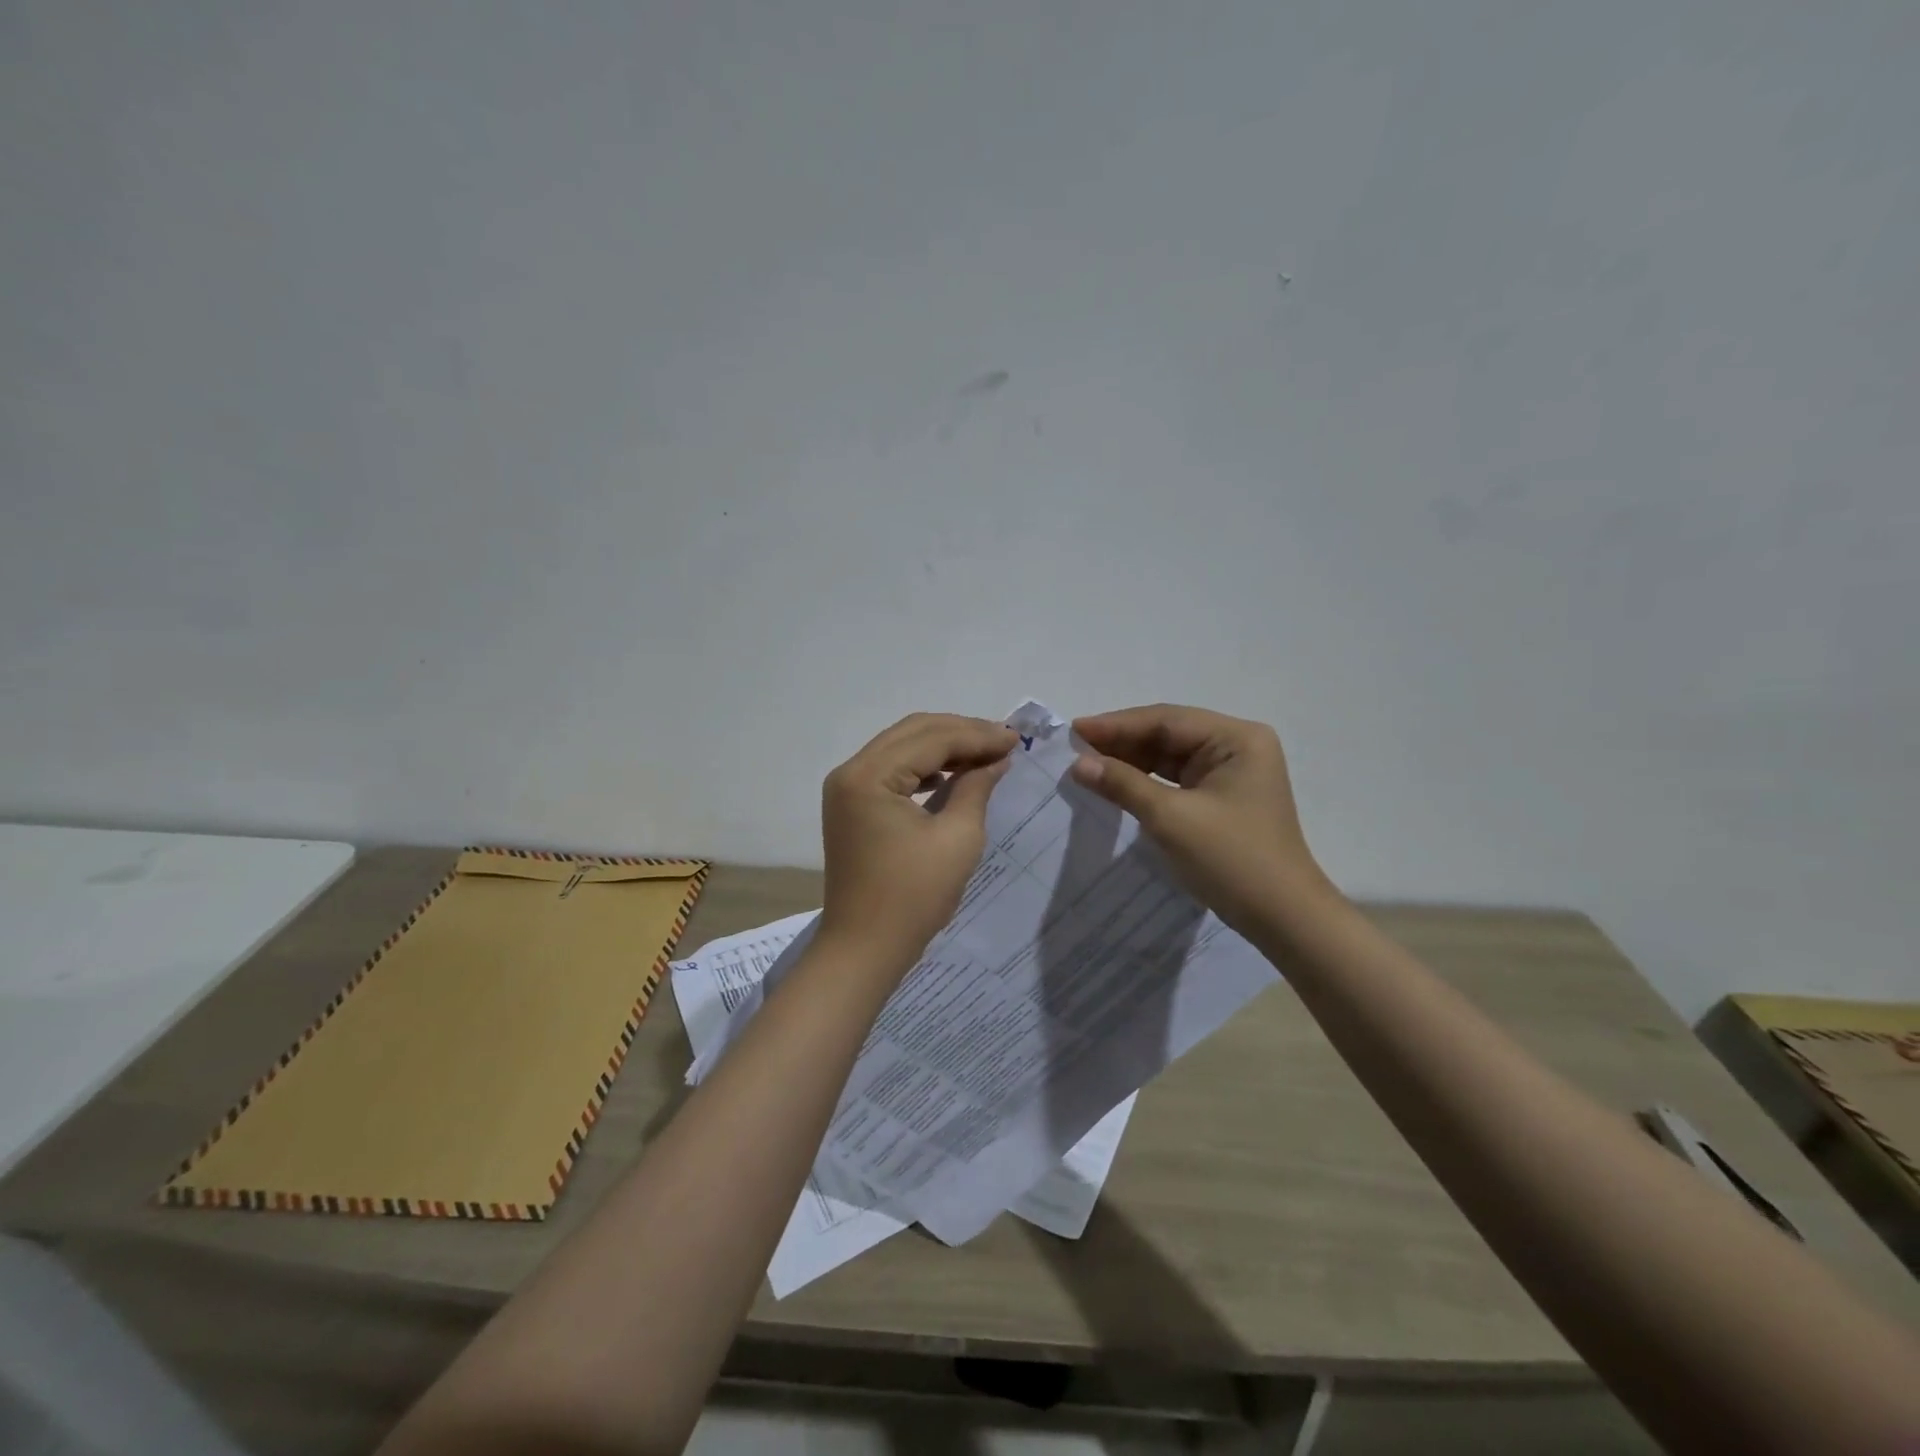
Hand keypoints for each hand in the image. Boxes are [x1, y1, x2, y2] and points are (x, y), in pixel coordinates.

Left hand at [818, 713, 1018, 970]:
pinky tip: (953, 775)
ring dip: (944, 746)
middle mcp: (850, 771)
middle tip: (1004, 740)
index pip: (931, 738)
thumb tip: (996, 759)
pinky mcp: (851, 805)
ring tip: (985, 754)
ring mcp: (847, 788)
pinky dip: (925, 767)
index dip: (977, 735)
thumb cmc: (912, 898)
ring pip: (902, 747)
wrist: (863, 949)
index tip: (1015, 739)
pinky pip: (892, 769)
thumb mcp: (958, 839)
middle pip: (913, 732)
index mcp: (869, 775)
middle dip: (961, 732)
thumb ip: (976, 787)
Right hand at [1070, 704, 1333, 937]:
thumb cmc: (1232, 860)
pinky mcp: (1222, 798)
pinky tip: (1115, 783)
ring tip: (1086, 764)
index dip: (1116, 725)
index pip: (1166, 720)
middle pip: (1168, 734)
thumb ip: (1123, 784)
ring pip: (1169, 757)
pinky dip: (1145, 781)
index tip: (1074, 730)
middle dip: (1121, 742)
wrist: (1283, 918)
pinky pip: (1176, 779)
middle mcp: (1237, 746)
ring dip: (1130, 761)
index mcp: (1236, 738)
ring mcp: (1231, 773)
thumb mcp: (1171, 819)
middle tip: (1074, 748)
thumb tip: (1078, 764)